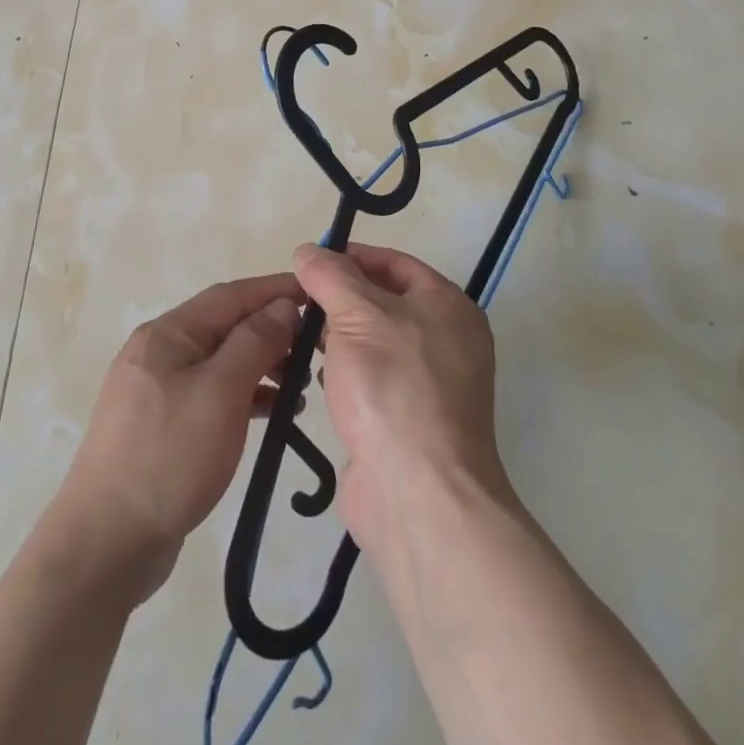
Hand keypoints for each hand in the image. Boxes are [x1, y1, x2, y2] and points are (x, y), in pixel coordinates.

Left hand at [56, 275, 303, 602]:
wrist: (107, 543)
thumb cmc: (169, 456)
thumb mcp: (220, 392)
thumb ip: (254, 342)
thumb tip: (281, 306)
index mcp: (168, 333)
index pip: (230, 295)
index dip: (274, 289)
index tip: (316, 292)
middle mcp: (160, 352)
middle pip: (225, 326)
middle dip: (271, 330)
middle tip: (316, 347)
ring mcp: (158, 390)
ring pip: (221, 362)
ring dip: (261, 365)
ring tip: (301, 385)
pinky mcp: (163, 425)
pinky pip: (212, 394)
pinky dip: (244, 396)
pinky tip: (272, 411)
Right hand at [293, 242, 512, 558]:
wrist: (418, 494)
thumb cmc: (391, 386)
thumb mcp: (356, 315)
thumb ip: (330, 276)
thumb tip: (309, 251)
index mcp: (447, 306)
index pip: (395, 263)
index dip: (352, 256)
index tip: (309, 262)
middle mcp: (447, 340)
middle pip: (384, 302)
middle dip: (339, 299)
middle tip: (296, 301)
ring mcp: (430, 385)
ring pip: (374, 343)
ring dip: (337, 338)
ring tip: (296, 337)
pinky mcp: (408, 421)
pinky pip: (372, 381)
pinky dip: (344, 374)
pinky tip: (316, 380)